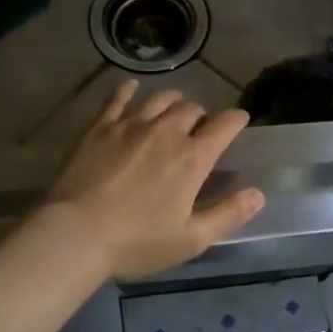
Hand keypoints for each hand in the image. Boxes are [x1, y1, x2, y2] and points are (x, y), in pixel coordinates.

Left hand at [43, 81, 264, 280]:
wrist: (74, 235)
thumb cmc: (136, 242)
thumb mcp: (191, 240)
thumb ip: (228, 214)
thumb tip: (258, 194)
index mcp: (192, 158)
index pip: (225, 125)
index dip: (237, 119)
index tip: (240, 121)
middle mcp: (166, 132)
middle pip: (192, 109)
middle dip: (201, 117)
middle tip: (199, 131)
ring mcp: (131, 125)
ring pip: (161, 98)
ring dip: (173, 102)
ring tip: (172, 111)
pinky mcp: (100, 127)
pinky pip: (118, 98)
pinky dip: (129, 90)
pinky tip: (132, 89)